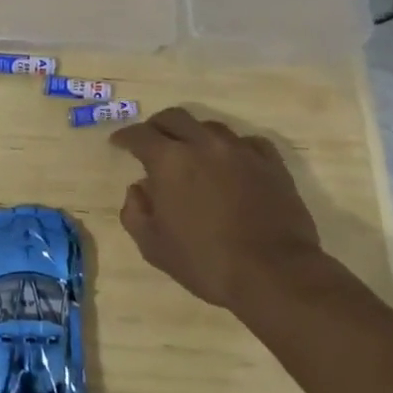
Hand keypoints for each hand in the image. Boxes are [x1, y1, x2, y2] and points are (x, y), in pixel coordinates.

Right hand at [110, 108, 331, 310]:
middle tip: (152, 142)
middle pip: (174, 117)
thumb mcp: (154, 247)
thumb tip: (138, 189)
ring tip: (192, 154)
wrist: (274, 274)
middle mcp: (203, 144)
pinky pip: (246, 142)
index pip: (139, 134)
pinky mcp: (271, 163)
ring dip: (194, 135)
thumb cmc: (206, 262)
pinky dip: (231, 148)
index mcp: (169, 161)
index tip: (118, 144)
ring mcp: (240, 150)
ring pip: (209, 127)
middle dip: (157, 127)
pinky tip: (231, 163)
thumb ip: (135, 213)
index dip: (124, 137)